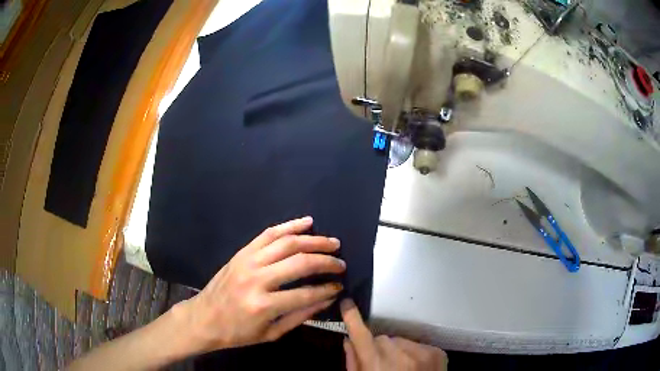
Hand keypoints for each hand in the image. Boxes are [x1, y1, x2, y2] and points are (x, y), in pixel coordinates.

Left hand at [177, 216, 344, 352]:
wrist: (203, 318)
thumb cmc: (237, 332)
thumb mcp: (271, 333)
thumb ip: (300, 315)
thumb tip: (327, 299)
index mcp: (263, 305)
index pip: (305, 294)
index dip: (327, 290)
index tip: (339, 287)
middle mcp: (256, 279)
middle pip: (299, 263)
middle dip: (325, 261)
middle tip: (341, 263)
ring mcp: (247, 261)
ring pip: (286, 243)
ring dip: (313, 240)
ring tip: (332, 242)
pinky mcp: (242, 252)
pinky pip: (268, 234)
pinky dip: (289, 226)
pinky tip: (307, 222)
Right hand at [341, 299, 447, 370]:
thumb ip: (354, 363)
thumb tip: (348, 341)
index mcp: (376, 364)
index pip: (361, 335)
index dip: (352, 318)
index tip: (347, 303)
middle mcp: (399, 355)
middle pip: (382, 338)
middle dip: (380, 348)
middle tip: (383, 364)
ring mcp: (421, 352)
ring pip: (401, 340)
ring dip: (398, 350)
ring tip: (401, 367)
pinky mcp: (437, 352)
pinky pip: (418, 345)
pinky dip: (414, 353)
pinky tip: (415, 368)